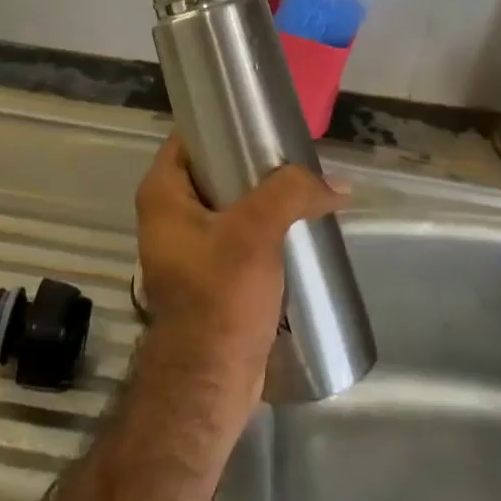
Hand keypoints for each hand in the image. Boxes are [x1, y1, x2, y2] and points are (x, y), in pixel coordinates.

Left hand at [134, 134, 346, 416]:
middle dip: (252, 162)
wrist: (210, 382)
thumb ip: (292, 193)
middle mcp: (167, 215)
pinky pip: (235, 235)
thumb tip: (338, 186)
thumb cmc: (220, 296)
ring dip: (261, 198)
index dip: (223, 122)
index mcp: (162, 194)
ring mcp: (186, 247)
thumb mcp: (256, 232)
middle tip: (292, 154)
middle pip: (212, 169)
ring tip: (302, 187)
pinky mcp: (208, 275)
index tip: (262, 118)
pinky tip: (295, 226)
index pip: (190, 137)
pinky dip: (261, 228)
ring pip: (228, 204)